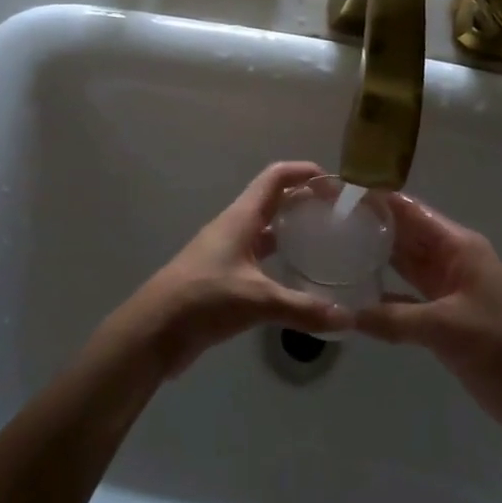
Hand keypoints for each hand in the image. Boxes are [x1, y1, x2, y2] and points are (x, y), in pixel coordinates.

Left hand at [110, 161, 352, 376]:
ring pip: (265, 230)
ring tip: (325, 242)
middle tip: (337, 215)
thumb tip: (348, 318)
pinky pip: (258, 257)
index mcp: (241, 217)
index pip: (275, 177)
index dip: (303, 171)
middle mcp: (235, 227)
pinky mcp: (223, 277)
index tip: (335, 183)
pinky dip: (279, 259)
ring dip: (292, 230)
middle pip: (273, 200)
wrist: (154, 331)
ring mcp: (227, 252)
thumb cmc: (204, 298)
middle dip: (304, 201)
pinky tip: (297, 278)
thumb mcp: (257, 301)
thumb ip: (302, 309)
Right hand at [356, 195, 501, 440]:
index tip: (341, 193)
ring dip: (375, 256)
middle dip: (372, 225)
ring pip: (404, 262)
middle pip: (406, 234)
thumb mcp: (445, 327)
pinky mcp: (441, 314)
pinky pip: (405, 294)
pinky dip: (383, 293)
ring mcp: (446, 287)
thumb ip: (395, 319)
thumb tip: (346, 315)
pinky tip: (354, 294)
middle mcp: (450, 259)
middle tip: (326, 219)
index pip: (413, 212)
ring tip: (332, 246)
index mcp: (459, 247)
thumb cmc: (498, 347)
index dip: (380, 200)